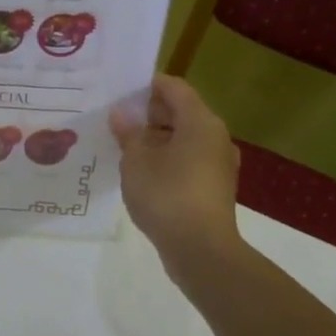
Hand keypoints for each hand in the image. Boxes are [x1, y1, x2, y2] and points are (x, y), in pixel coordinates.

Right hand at [110, 75, 242, 270]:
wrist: (201, 249)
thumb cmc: (167, 195)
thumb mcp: (136, 161)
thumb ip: (128, 134)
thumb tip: (121, 115)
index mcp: (200, 121)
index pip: (173, 88)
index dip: (147, 85)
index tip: (120, 92)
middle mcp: (215, 137)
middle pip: (182, 112)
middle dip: (149, 114)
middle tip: (117, 121)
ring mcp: (218, 163)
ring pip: (185, 138)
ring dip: (157, 139)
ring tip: (125, 147)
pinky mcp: (215, 187)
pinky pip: (189, 160)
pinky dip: (168, 159)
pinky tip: (143, 172)